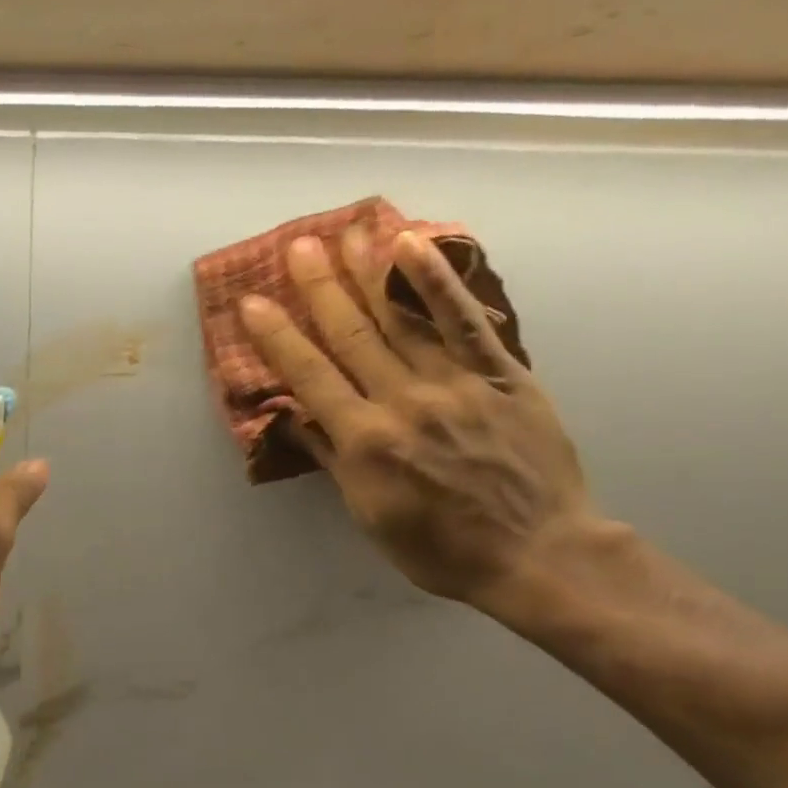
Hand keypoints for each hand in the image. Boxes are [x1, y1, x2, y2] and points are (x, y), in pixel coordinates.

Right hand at [238, 228, 598, 605]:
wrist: (536, 554)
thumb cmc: (440, 550)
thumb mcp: (371, 517)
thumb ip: (334, 460)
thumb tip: (295, 419)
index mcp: (366, 443)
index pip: (311, 377)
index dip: (278, 338)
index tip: (252, 303)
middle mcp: (404, 402)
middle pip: (352, 335)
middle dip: (320, 288)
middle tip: (298, 246)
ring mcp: (456, 384)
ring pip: (402, 319)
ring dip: (368, 273)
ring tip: (346, 233)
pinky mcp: (502, 375)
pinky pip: (467, 321)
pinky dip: (439, 282)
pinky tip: (414, 247)